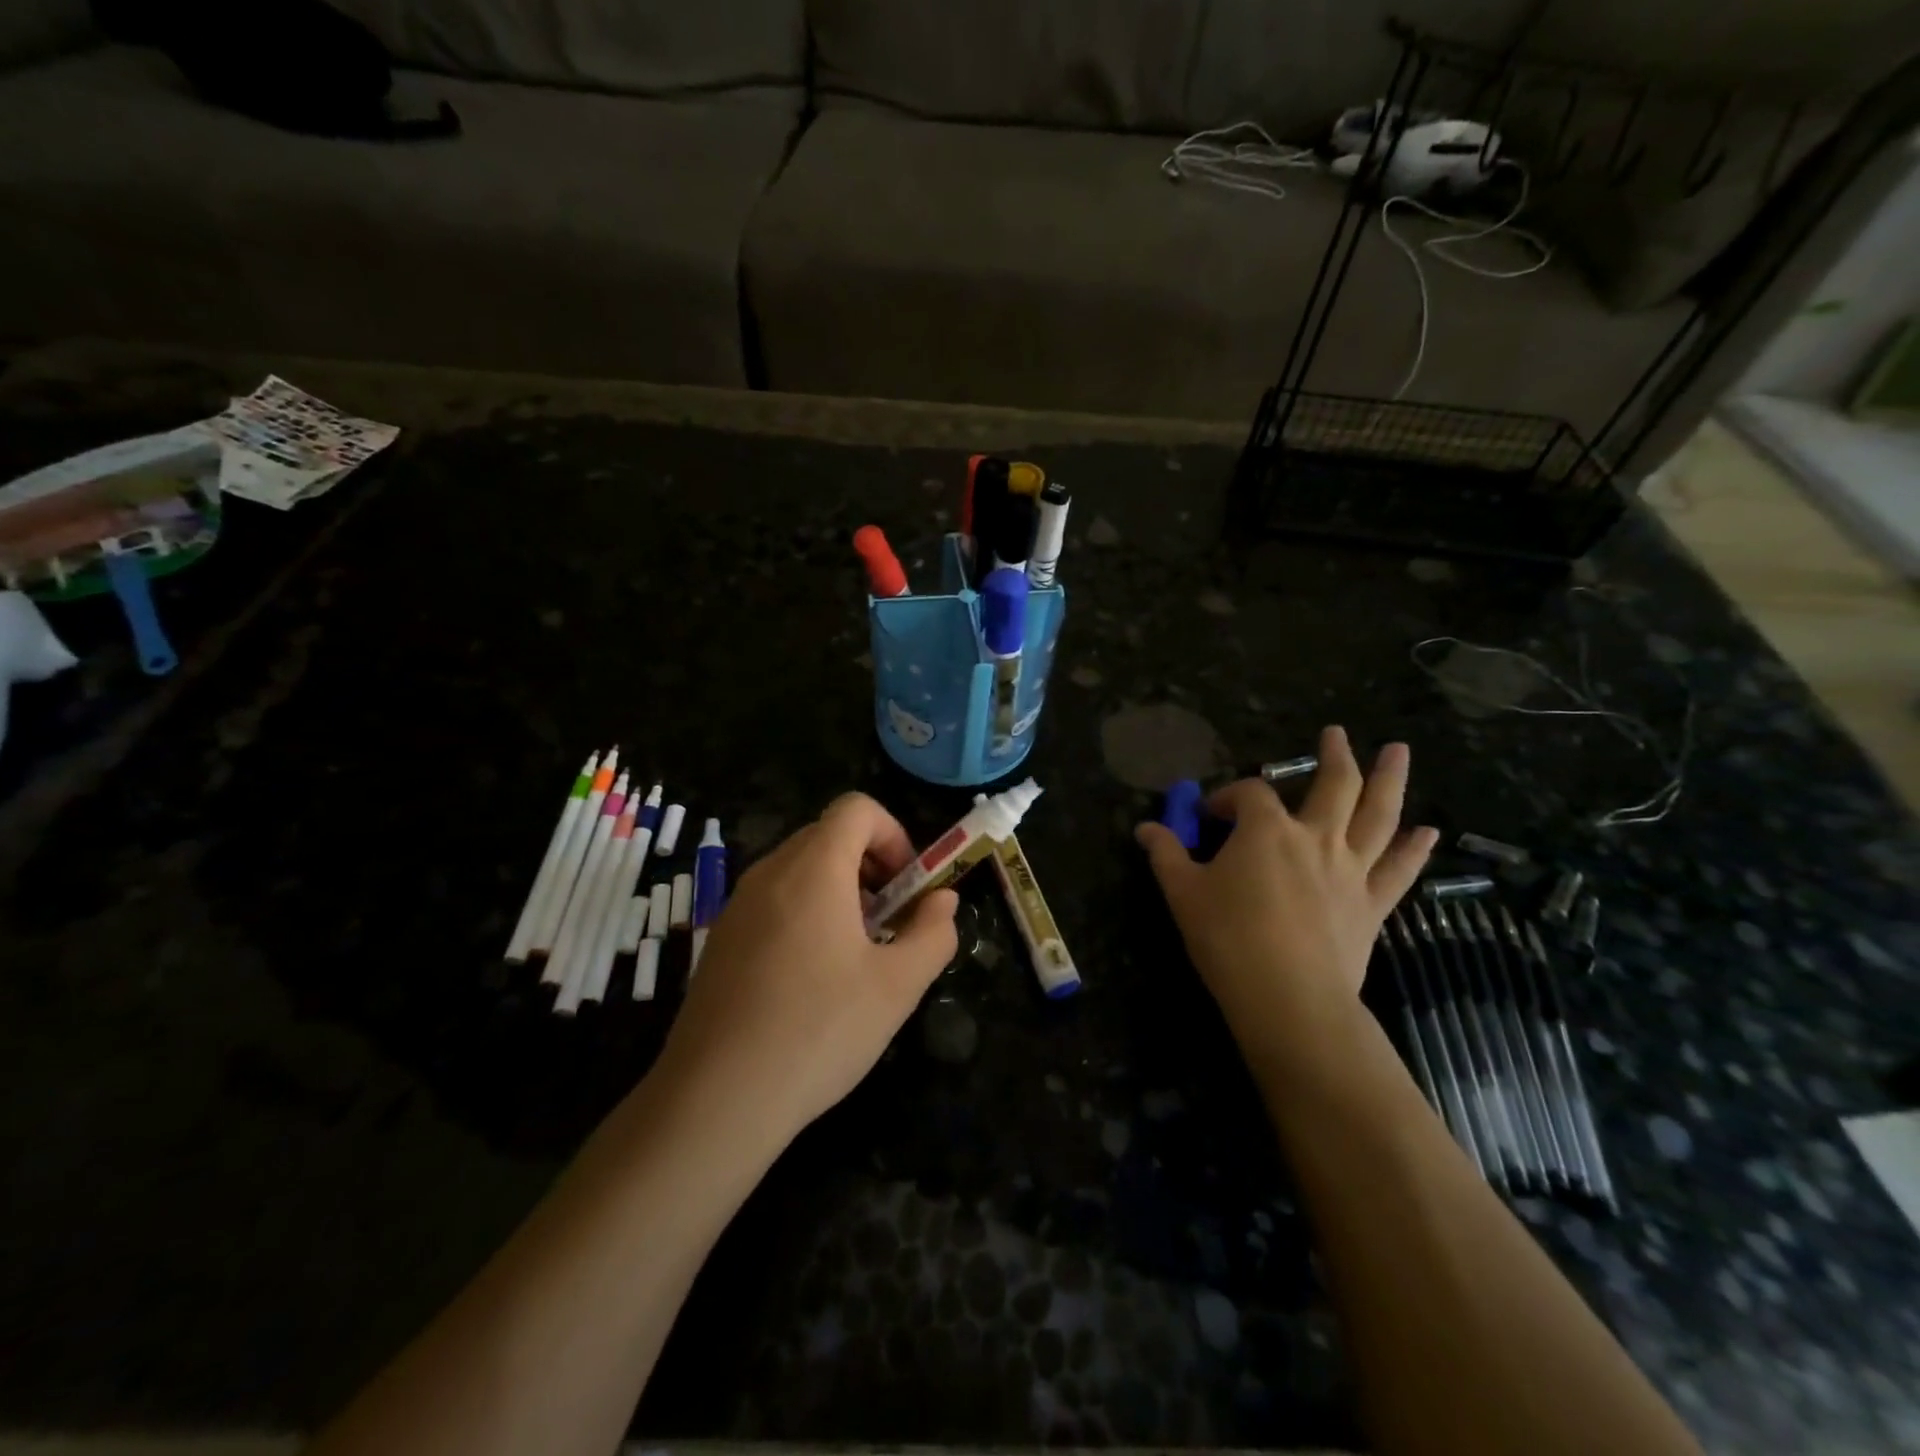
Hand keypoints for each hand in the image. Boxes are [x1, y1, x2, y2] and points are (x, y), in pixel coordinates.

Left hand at [656, 792, 958, 1148]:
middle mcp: (770, 873)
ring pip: (799, 869)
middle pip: (828, 835)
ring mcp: (738, 905)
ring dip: (839, 890)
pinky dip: (805, 912)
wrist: (716, 1099)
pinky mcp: (721, 938)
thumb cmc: (818, 1031)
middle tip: (889, 921)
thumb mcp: (897, 986)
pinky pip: (773, 900)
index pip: (856, 808)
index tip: (907, 886)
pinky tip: (811, 979)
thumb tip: (943, 901)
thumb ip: (932, 933)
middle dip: (870, 865)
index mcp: (814, 869)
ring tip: (855, 953)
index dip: (893, 834)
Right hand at [1135, 726, 1437, 1079]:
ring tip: (1399, 752)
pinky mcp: (1372, 903)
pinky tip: (1429, 832)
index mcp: (1266, 830)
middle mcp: (1315, 837)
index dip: (1227, 797)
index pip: (1249, 794)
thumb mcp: (1182, 892)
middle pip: (1334, 785)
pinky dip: (1414, 848)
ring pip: (1378, 815)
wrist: (1288, 997)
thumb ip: (1165, 853)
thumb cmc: (1227, 938)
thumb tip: (1144, 828)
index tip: (1209, 815)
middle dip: (1334, 755)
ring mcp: (1350, 869)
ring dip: (1389, 780)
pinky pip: (1399, 869)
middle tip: (1337, 733)